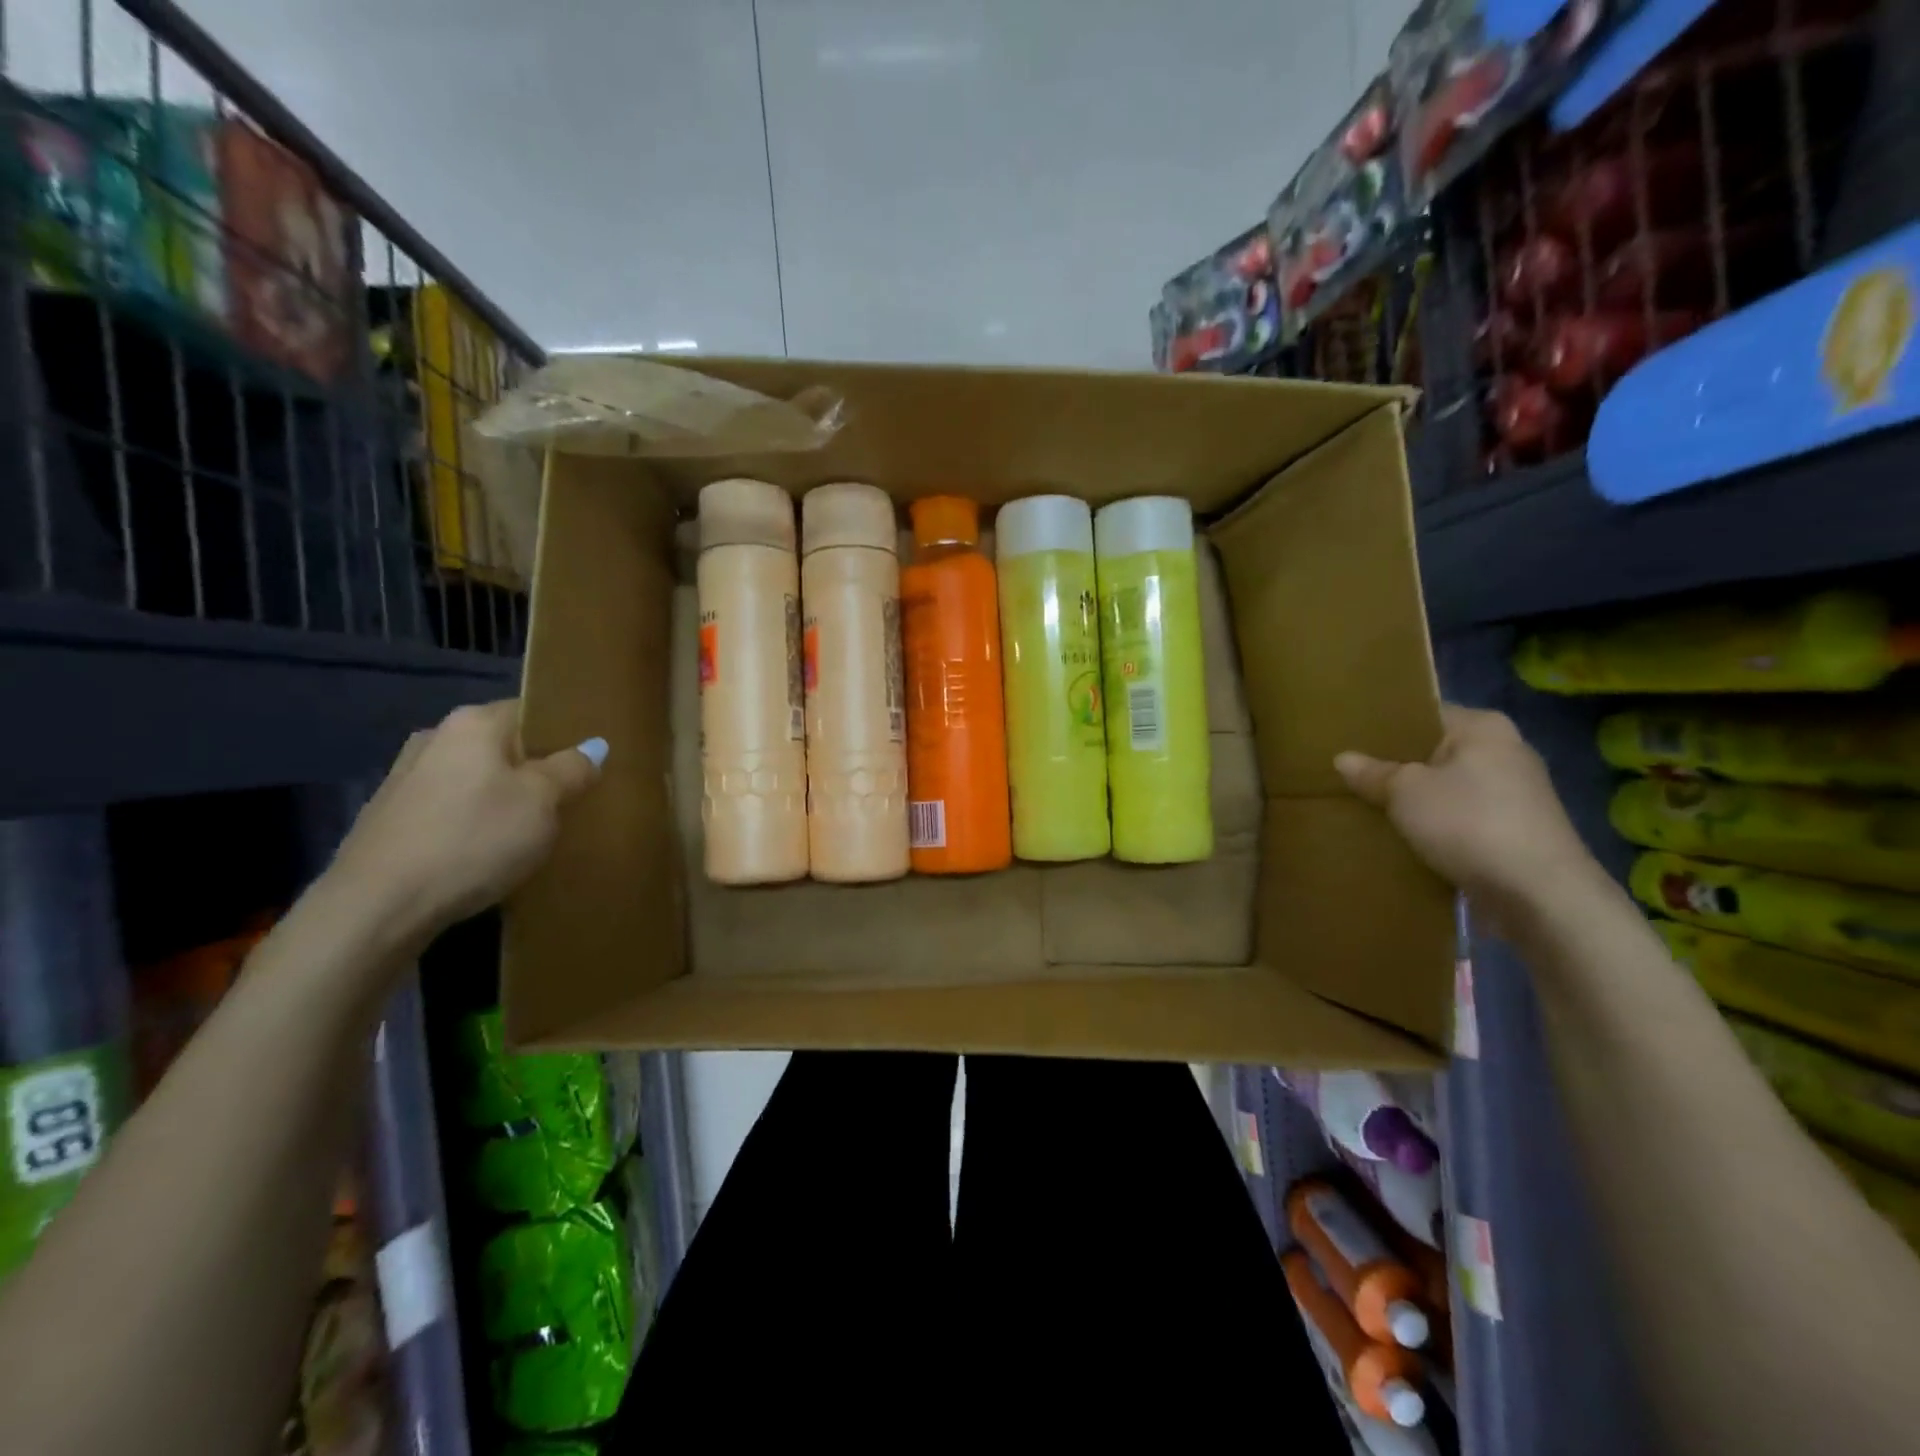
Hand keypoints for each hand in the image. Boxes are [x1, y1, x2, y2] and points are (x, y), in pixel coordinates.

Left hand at [326, 700, 604, 946]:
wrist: (376, 906)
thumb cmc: (473, 839)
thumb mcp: (542, 803)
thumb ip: (572, 769)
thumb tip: (594, 746)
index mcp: (474, 723)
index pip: (532, 712)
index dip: (564, 735)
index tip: (586, 765)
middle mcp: (435, 738)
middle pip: (502, 746)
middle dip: (533, 770)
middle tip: (566, 802)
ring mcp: (405, 777)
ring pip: (475, 779)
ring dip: (502, 798)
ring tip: (529, 832)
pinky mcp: (390, 817)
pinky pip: (450, 808)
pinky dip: (472, 822)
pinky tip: (485, 853)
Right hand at [1334, 703, 1597, 910]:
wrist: (1538, 894)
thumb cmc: (1469, 823)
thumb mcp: (1405, 792)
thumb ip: (1373, 773)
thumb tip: (1343, 759)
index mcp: (1483, 728)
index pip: (1424, 715)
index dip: (1385, 728)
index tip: (1349, 741)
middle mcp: (1506, 752)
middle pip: (1435, 753)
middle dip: (1397, 768)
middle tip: (1350, 777)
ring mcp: (1515, 795)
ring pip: (1447, 789)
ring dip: (1415, 802)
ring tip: (1369, 809)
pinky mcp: (1515, 832)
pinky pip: (1461, 820)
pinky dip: (1435, 827)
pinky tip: (1403, 839)